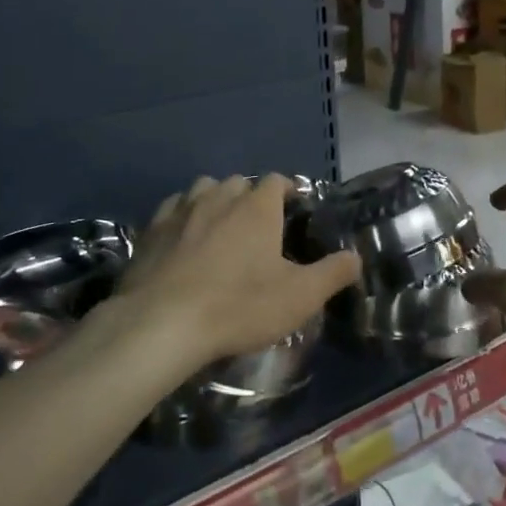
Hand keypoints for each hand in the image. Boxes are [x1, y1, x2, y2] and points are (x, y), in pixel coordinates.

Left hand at [111, 175, 360, 372]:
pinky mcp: (150, 231)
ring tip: (221, 229)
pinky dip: (182, 218)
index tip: (296, 211)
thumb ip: (333, 273)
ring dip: (215, 202)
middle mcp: (218, 196)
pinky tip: (183, 242)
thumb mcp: (300, 296)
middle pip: (239, 183)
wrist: (161, 324)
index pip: (277, 180)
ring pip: (203, 191)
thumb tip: (356, 257)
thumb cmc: (239, 306)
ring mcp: (180, 210)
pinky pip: (172, 211)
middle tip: (260, 229)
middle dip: (251, 198)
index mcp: (257, 206)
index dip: (288, 192)